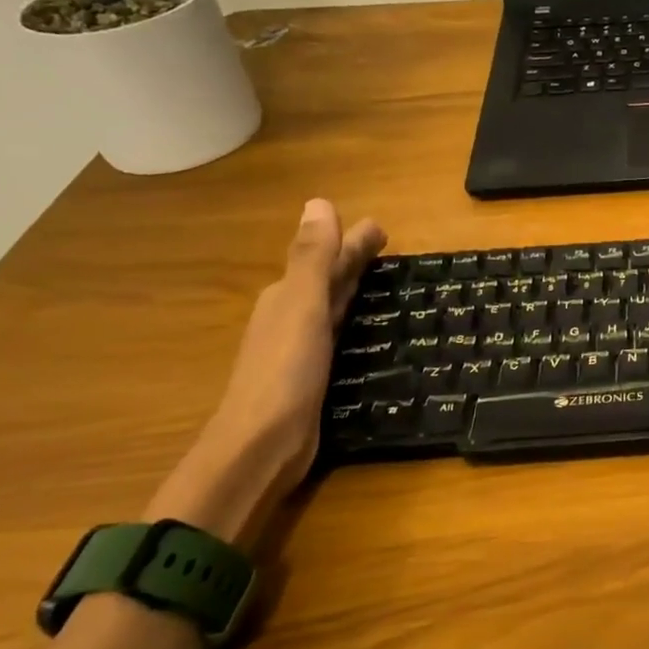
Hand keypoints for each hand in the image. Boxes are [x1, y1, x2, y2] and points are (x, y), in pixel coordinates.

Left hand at [148, 200, 384, 546]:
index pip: (326, 259)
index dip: (352, 241)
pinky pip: (339, 336)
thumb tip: (319, 202)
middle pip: (328, 280)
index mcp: (288, 298)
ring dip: (353, 289)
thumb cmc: (284, 372)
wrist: (262, 446)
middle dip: (353, 260)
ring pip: (333, 307)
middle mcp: (291, 318)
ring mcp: (300, 350)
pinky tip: (367, 328)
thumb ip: (313, 258)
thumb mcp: (302, 307)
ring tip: (381, 280)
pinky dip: (353, 322)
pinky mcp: (313, 377)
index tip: (380, 227)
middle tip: (386, 244)